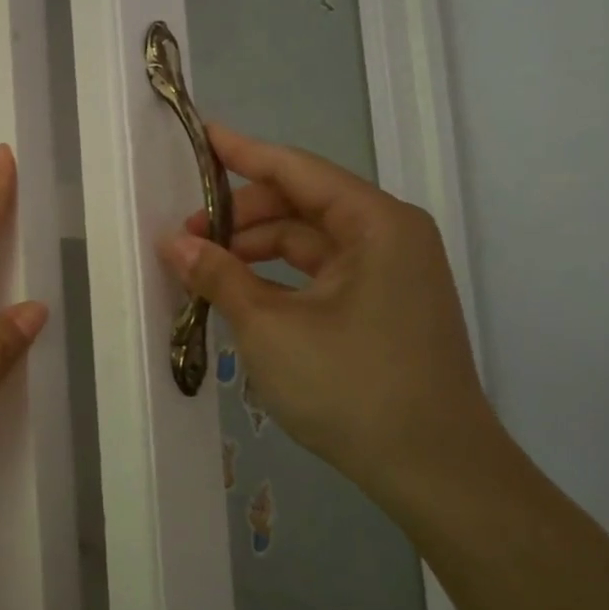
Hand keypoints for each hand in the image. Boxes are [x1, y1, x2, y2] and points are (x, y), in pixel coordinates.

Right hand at [158, 122, 502, 498]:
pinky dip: (277, 277)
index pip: (296, 169)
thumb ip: (218, 275)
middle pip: (300, 204)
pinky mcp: (384, 308)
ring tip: (203, 271)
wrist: (436, 473)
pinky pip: (319, 274)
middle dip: (240, 216)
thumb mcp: (269, 327)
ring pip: (308, 242)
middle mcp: (389, 237)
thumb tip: (172, 243)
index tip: (200, 135)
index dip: (242, 152)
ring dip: (254, 250)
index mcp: (375, 224)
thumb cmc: (352, 386)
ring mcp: (390, 274)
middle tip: (185, 237)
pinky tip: (238, 294)